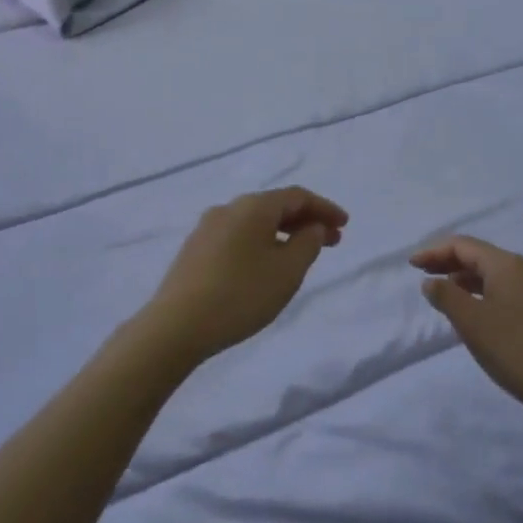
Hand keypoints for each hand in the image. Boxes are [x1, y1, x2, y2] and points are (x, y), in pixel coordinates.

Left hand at [135, 187, 348, 365]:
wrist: (177, 325)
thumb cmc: (241, 294)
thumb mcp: (287, 271)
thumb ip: (307, 244)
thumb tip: (311, 227)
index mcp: (253, 206)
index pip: (297, 196)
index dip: (324, 208)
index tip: (345, 225)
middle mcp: (228, 208)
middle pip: (274, 206)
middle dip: (305, 221)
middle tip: (331, 241)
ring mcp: (207, 228)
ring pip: (254, 222)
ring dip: (283, 233)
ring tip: (300, 255)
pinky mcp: (194, 250)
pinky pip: (237, 237)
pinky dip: (261, 243)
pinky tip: (266, 265)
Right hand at [411, 236, 522, 421]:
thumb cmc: (518, 350)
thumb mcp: (472, 323)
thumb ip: (446, 297)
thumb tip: (432, 281)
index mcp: (507, 265)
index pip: (464, 245)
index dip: (434, 252)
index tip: (411, 265)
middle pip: (481, 256)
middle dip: (449, 263)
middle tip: (424, 275)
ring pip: (496, 275)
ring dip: (467, 279)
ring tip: (446, 294)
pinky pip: (509, 291)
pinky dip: (486, 293)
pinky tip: (480, 314)